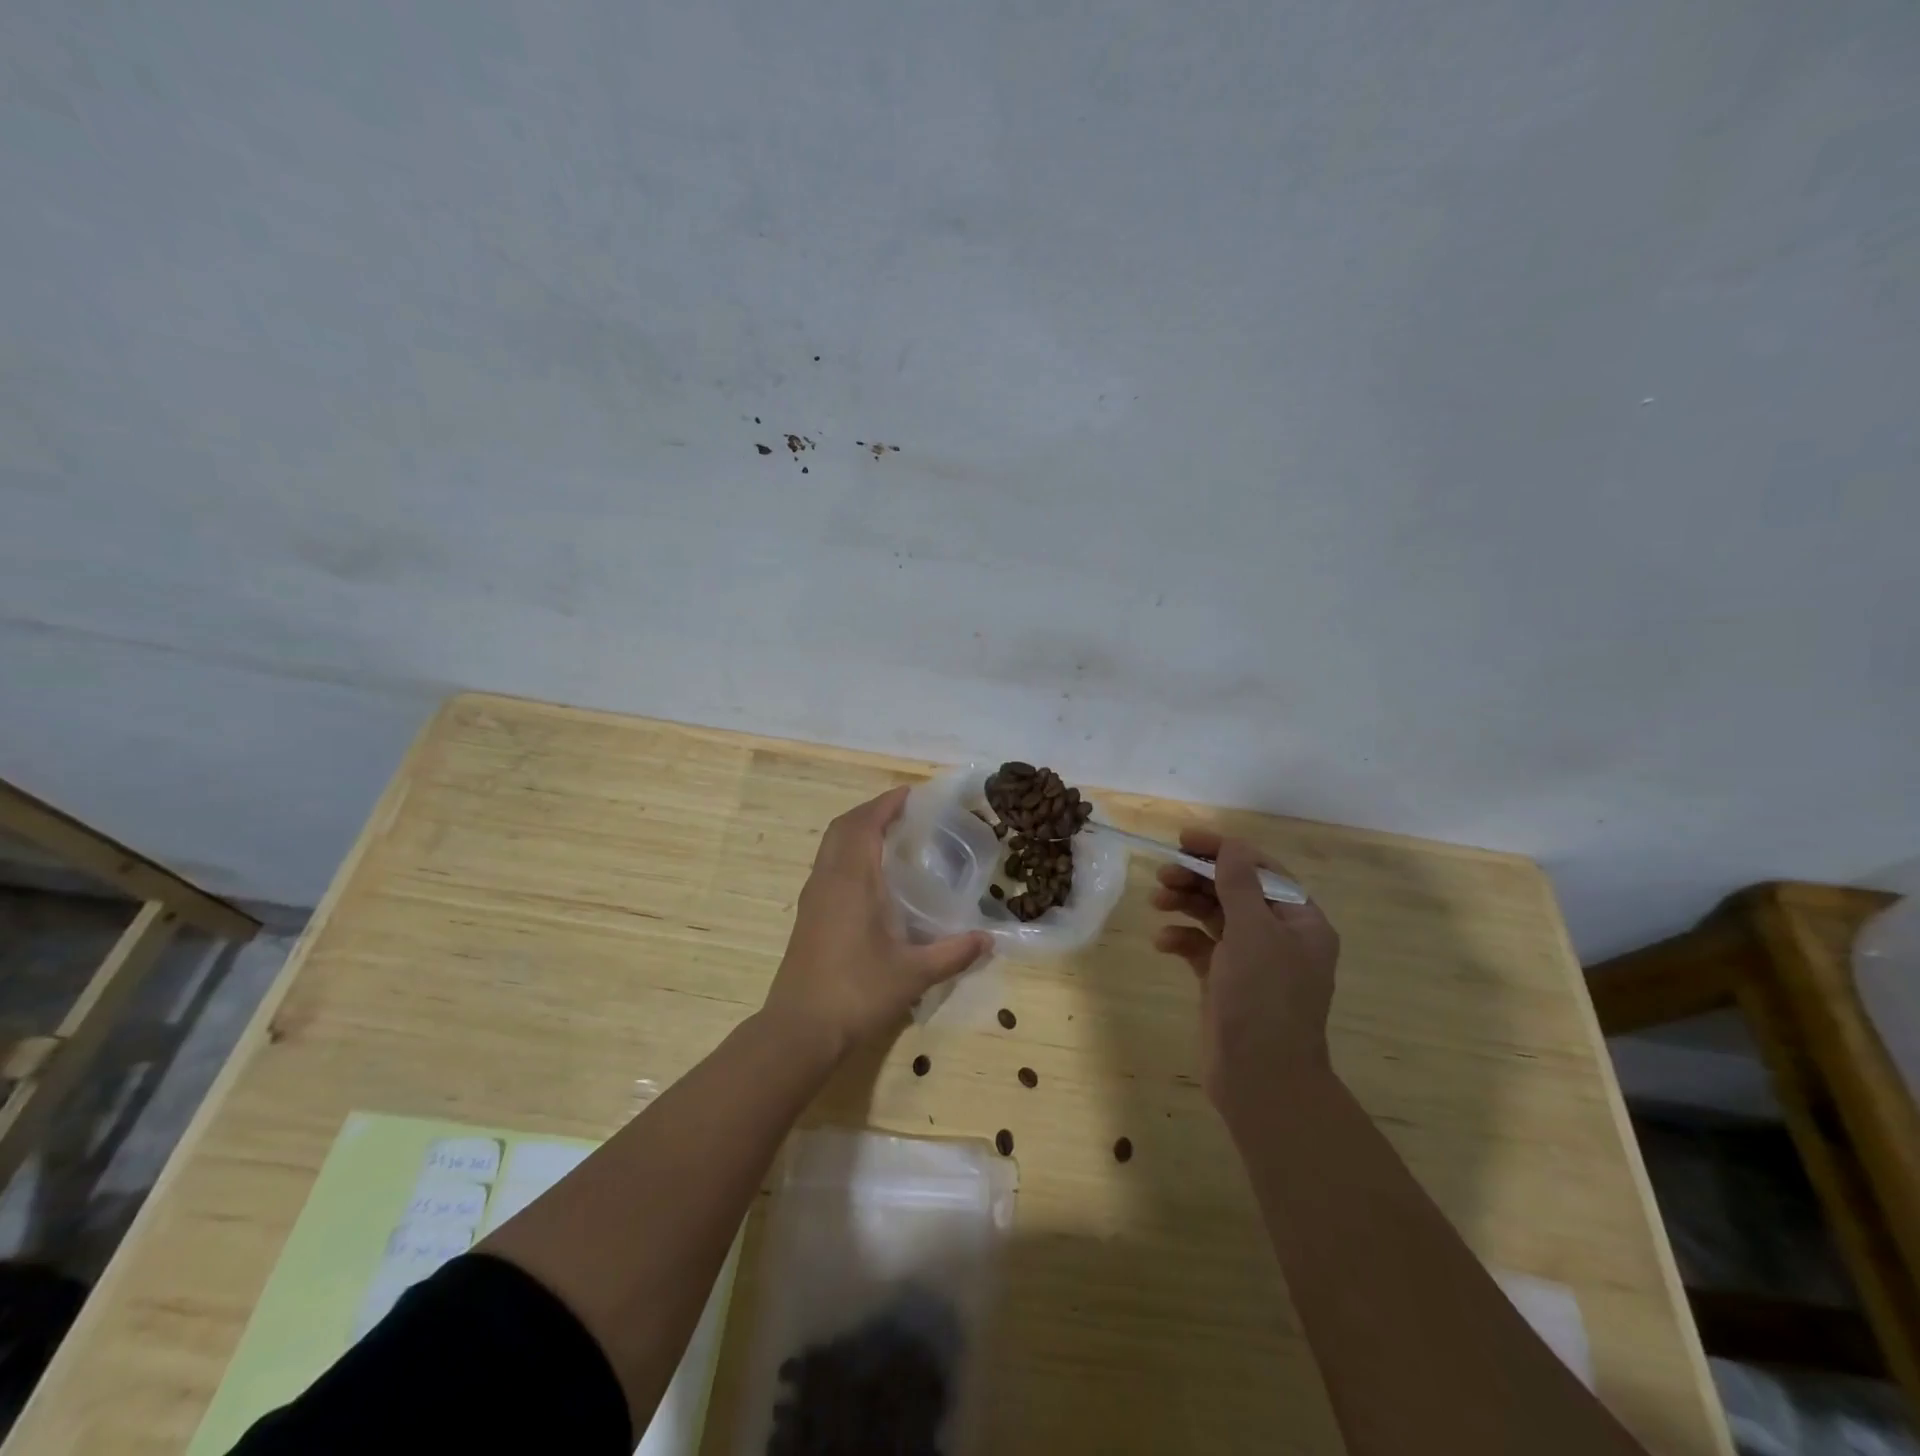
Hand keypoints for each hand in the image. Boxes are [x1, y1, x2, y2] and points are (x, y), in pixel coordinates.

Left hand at [762, 785, 990, 1064]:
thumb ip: (953, 953)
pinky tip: (870, 877)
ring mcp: (813, 898)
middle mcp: (827, 880)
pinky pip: (827, 866)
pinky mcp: (808, 916)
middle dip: (871, 812)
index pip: (864, 824)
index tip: (910, 793)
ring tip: (889, 836)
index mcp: (851, 881)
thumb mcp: (913, 974)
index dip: (886, 804)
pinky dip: (848, 853)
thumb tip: (989, 939)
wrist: (800, 1029)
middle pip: (843, 827)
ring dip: (856, 831)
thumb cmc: (857, 993)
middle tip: (903, 812)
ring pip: (831, 846)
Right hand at [1151, 829, 1340, 1110]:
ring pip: (1215, 917)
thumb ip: (1238, 885)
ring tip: (1157, 901)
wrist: (1261, 1079)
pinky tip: (1163, 943)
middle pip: (1235, 891)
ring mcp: (1252, 961)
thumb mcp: (1253, 933)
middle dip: (1199, 878)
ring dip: (1186, 904)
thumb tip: (1231, 846)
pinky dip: (1182, 940)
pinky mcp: (1226, 982)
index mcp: (1300, 922)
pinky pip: (1202, 948)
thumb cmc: (1264, 999)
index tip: (1185, 840)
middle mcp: (1279, 937)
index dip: (1224, 851)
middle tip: (1164, 873)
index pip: (1261, 870)